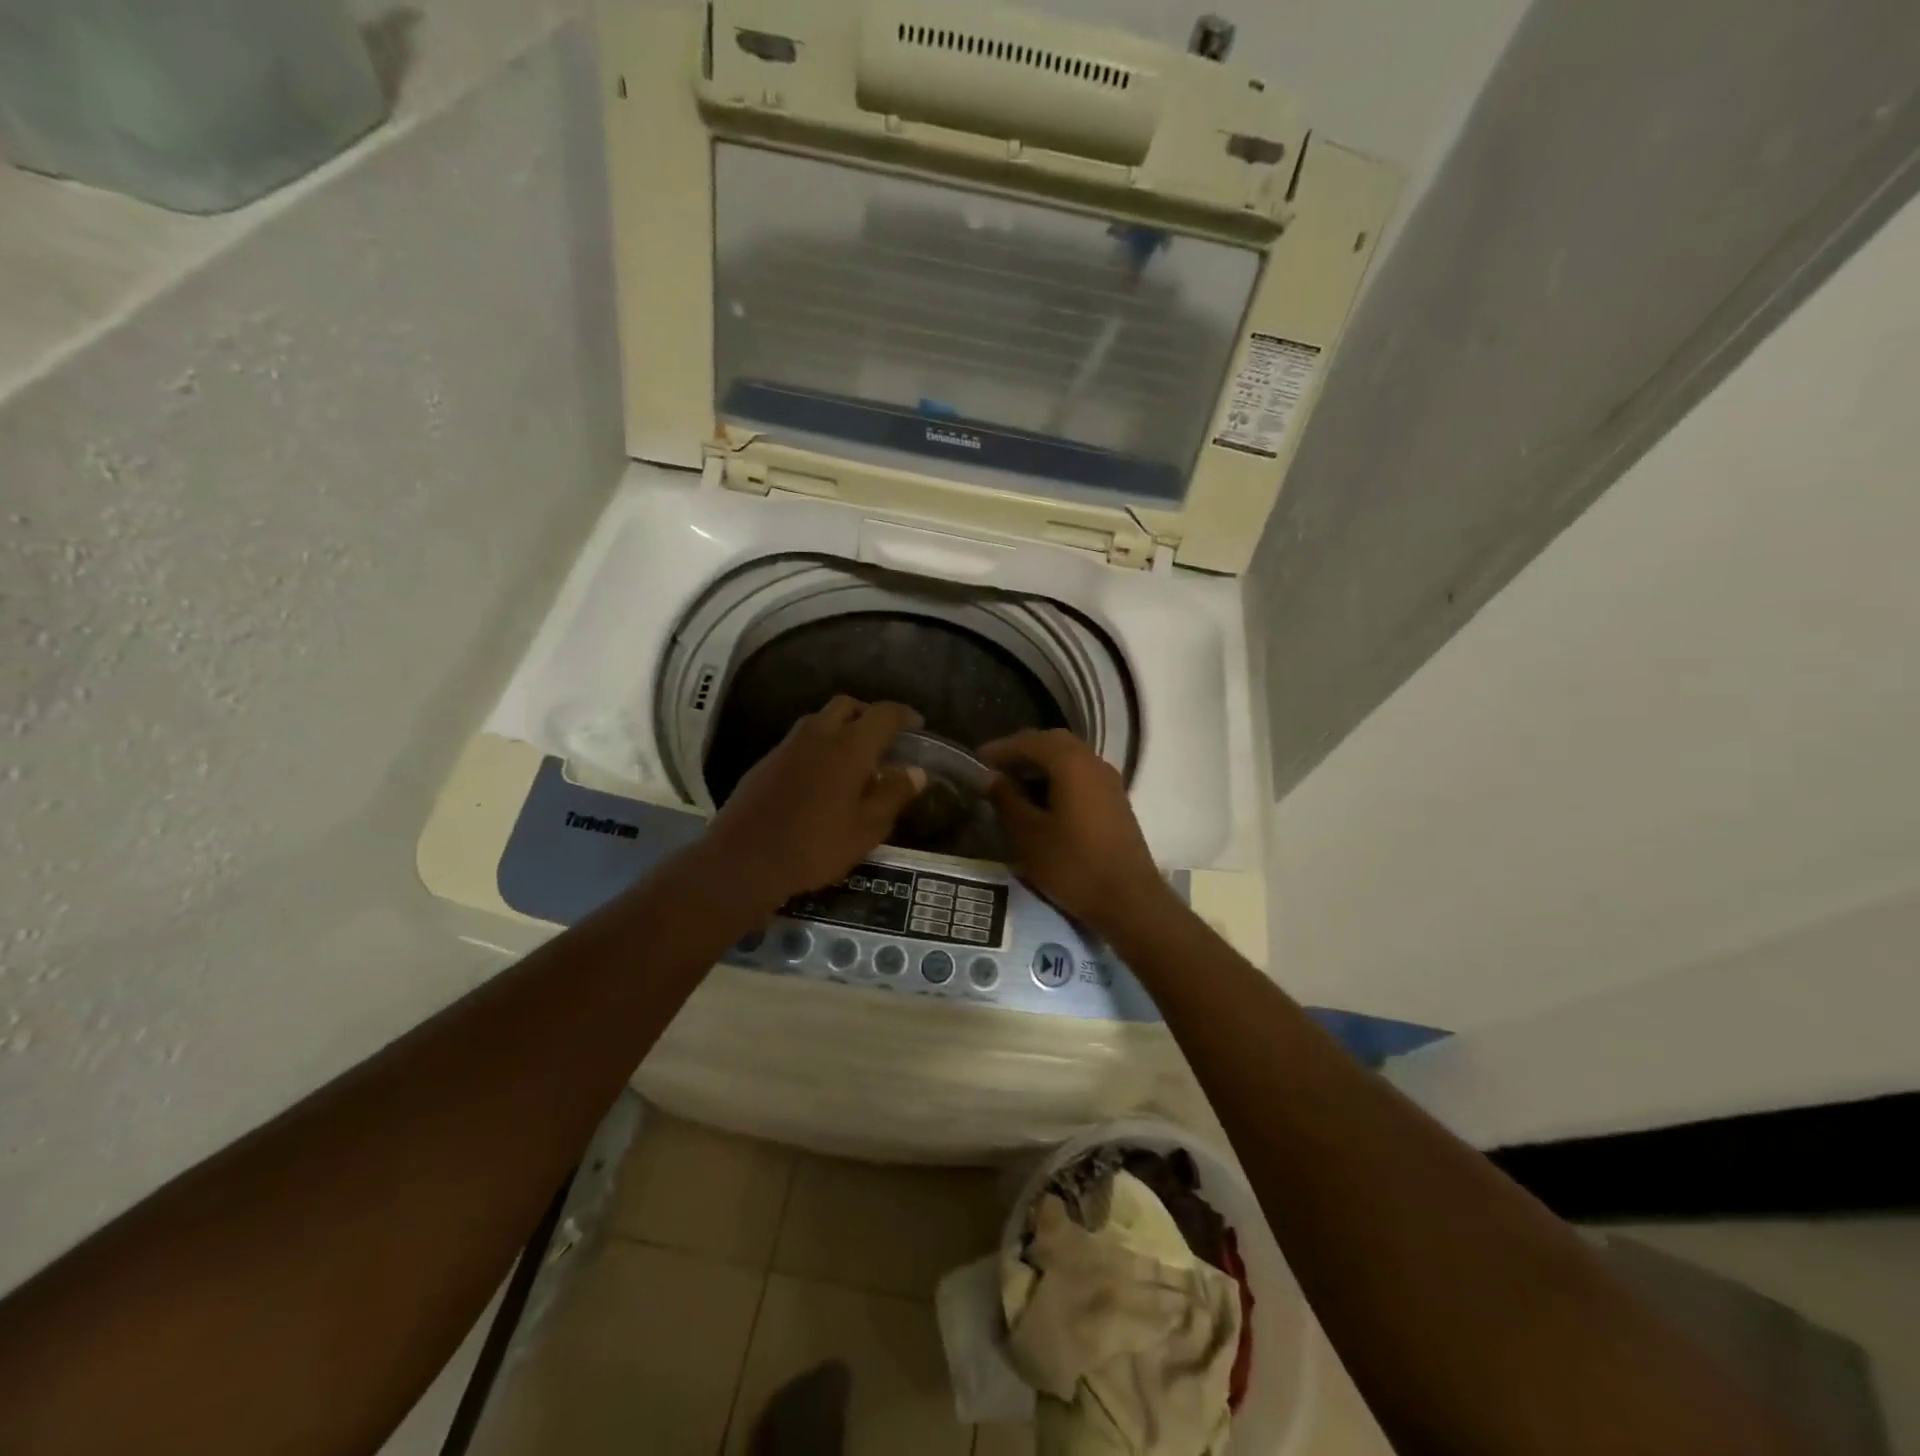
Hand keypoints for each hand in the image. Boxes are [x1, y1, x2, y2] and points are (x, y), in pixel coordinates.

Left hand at [704, 697, 927, 913]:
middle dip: (869, 714)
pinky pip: (801, 740)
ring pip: (820, 719)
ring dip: (841, 727)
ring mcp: (787, 746)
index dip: (904, 715)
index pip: (883, 714)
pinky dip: (819, 745)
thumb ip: (893, 795)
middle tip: (884, 738)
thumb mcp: (866, 829)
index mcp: (849, 747)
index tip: (917, 724)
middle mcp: (818, 735)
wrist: (743, 859)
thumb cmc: (815, 846)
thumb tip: (916, 772)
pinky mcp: (766, 762)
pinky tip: (822, 776)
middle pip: (848, 705)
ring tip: (855, 757)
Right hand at [980, 728, 1167, 928]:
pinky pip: (1081, 775)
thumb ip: (1006, 800)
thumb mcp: (1027, 835)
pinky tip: (1043, 800)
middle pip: (1053, 743)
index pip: (1030, 741)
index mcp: (1071, 763)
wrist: (1129, 900)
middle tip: (996, 768)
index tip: (977, 760)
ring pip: (1070, 758)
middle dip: (1023, 751)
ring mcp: (1109, 781)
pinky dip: (1058, 777)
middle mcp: (1093, 762)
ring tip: (1015, 784)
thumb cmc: (1072, 865)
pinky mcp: (1115, 801)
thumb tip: (992, 778)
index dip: (1001, 748)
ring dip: (1041, 764)